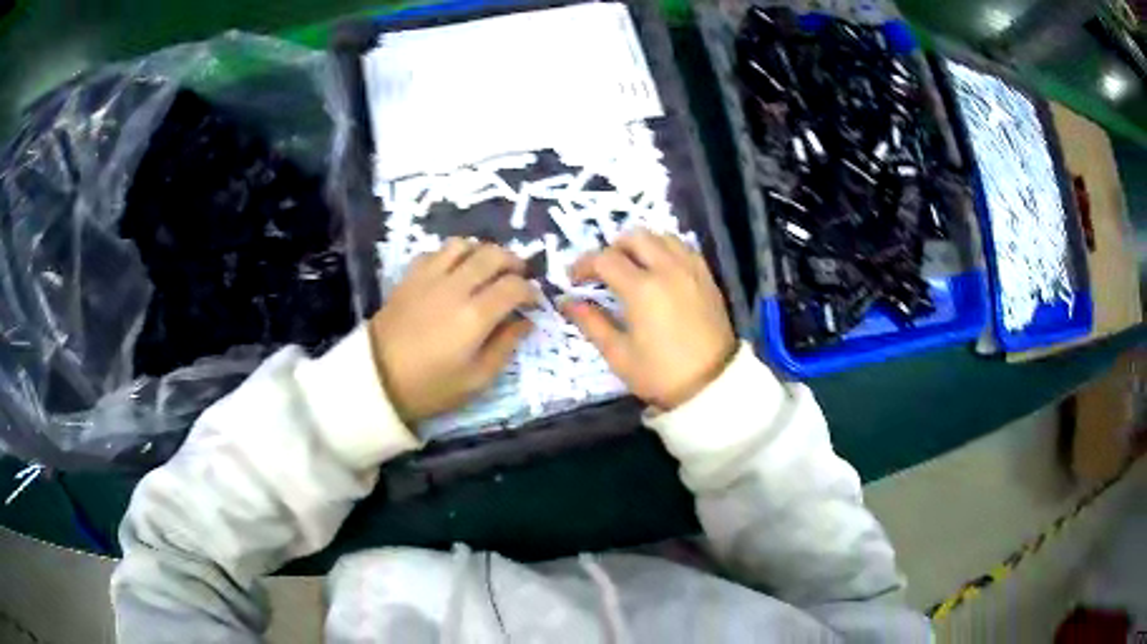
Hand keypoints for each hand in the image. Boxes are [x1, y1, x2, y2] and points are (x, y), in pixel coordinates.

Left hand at [369, 239, 536, 423]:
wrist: (377, 379)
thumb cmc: (431, 387)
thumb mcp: (477, 380)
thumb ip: (505, 346)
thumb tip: (525, 322)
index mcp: (475, 316)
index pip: (515, 286)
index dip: (531, 291)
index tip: (534, 302)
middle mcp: (455, 287)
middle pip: (493, 255)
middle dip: (513, 262)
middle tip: (518, 276)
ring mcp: (429, 277)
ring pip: (464, 244)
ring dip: (482, 252)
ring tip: (486, 268)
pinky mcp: (410, 276)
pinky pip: (436, 252)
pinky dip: (452, 255)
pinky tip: (454, 272)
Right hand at [562, 231, 735, 410]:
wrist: (711, 385)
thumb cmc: (660, 373)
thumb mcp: (618, 354)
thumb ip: (591, 322)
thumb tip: (567, 302)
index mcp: (642, 289)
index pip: (604, 259)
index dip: (583, 265)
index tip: (573, 279)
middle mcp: (667, 269)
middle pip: (635, 237)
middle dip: (612, 248)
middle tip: (603, 271)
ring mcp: (691, 270)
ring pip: (662, 236)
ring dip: (641, 244)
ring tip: (632, 266)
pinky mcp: (707, 277)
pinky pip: (683, 248)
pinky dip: (666, 249)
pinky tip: (660, 270)